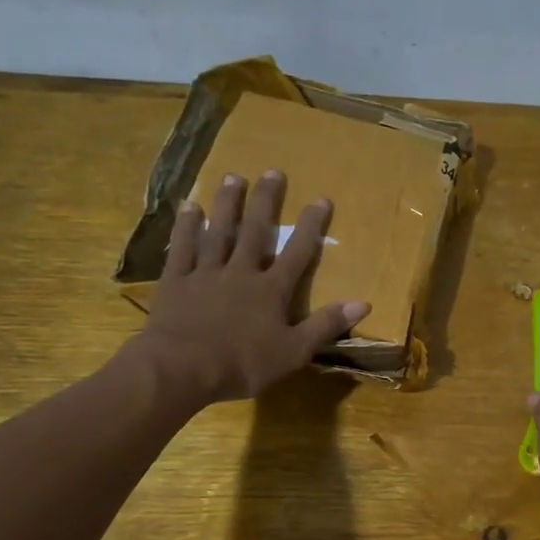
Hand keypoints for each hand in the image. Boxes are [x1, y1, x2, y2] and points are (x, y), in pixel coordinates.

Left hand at [133, 171, 369, 403]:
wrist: (182, 368)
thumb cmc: (243, 364)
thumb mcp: (294, 352)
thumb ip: (325, 325)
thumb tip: (362, 303)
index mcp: (271, 290)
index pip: (297, 252)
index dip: (311, 226)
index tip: (321, 200)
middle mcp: (241, 272)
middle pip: (256, 231)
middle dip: (266, 201)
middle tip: (273, 172)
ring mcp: (206, 273)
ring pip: (219, 232)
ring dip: (227, 204)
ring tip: (233, 177)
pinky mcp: (176, 281)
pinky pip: (182, 248)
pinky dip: (186, 227)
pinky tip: (189, 206)